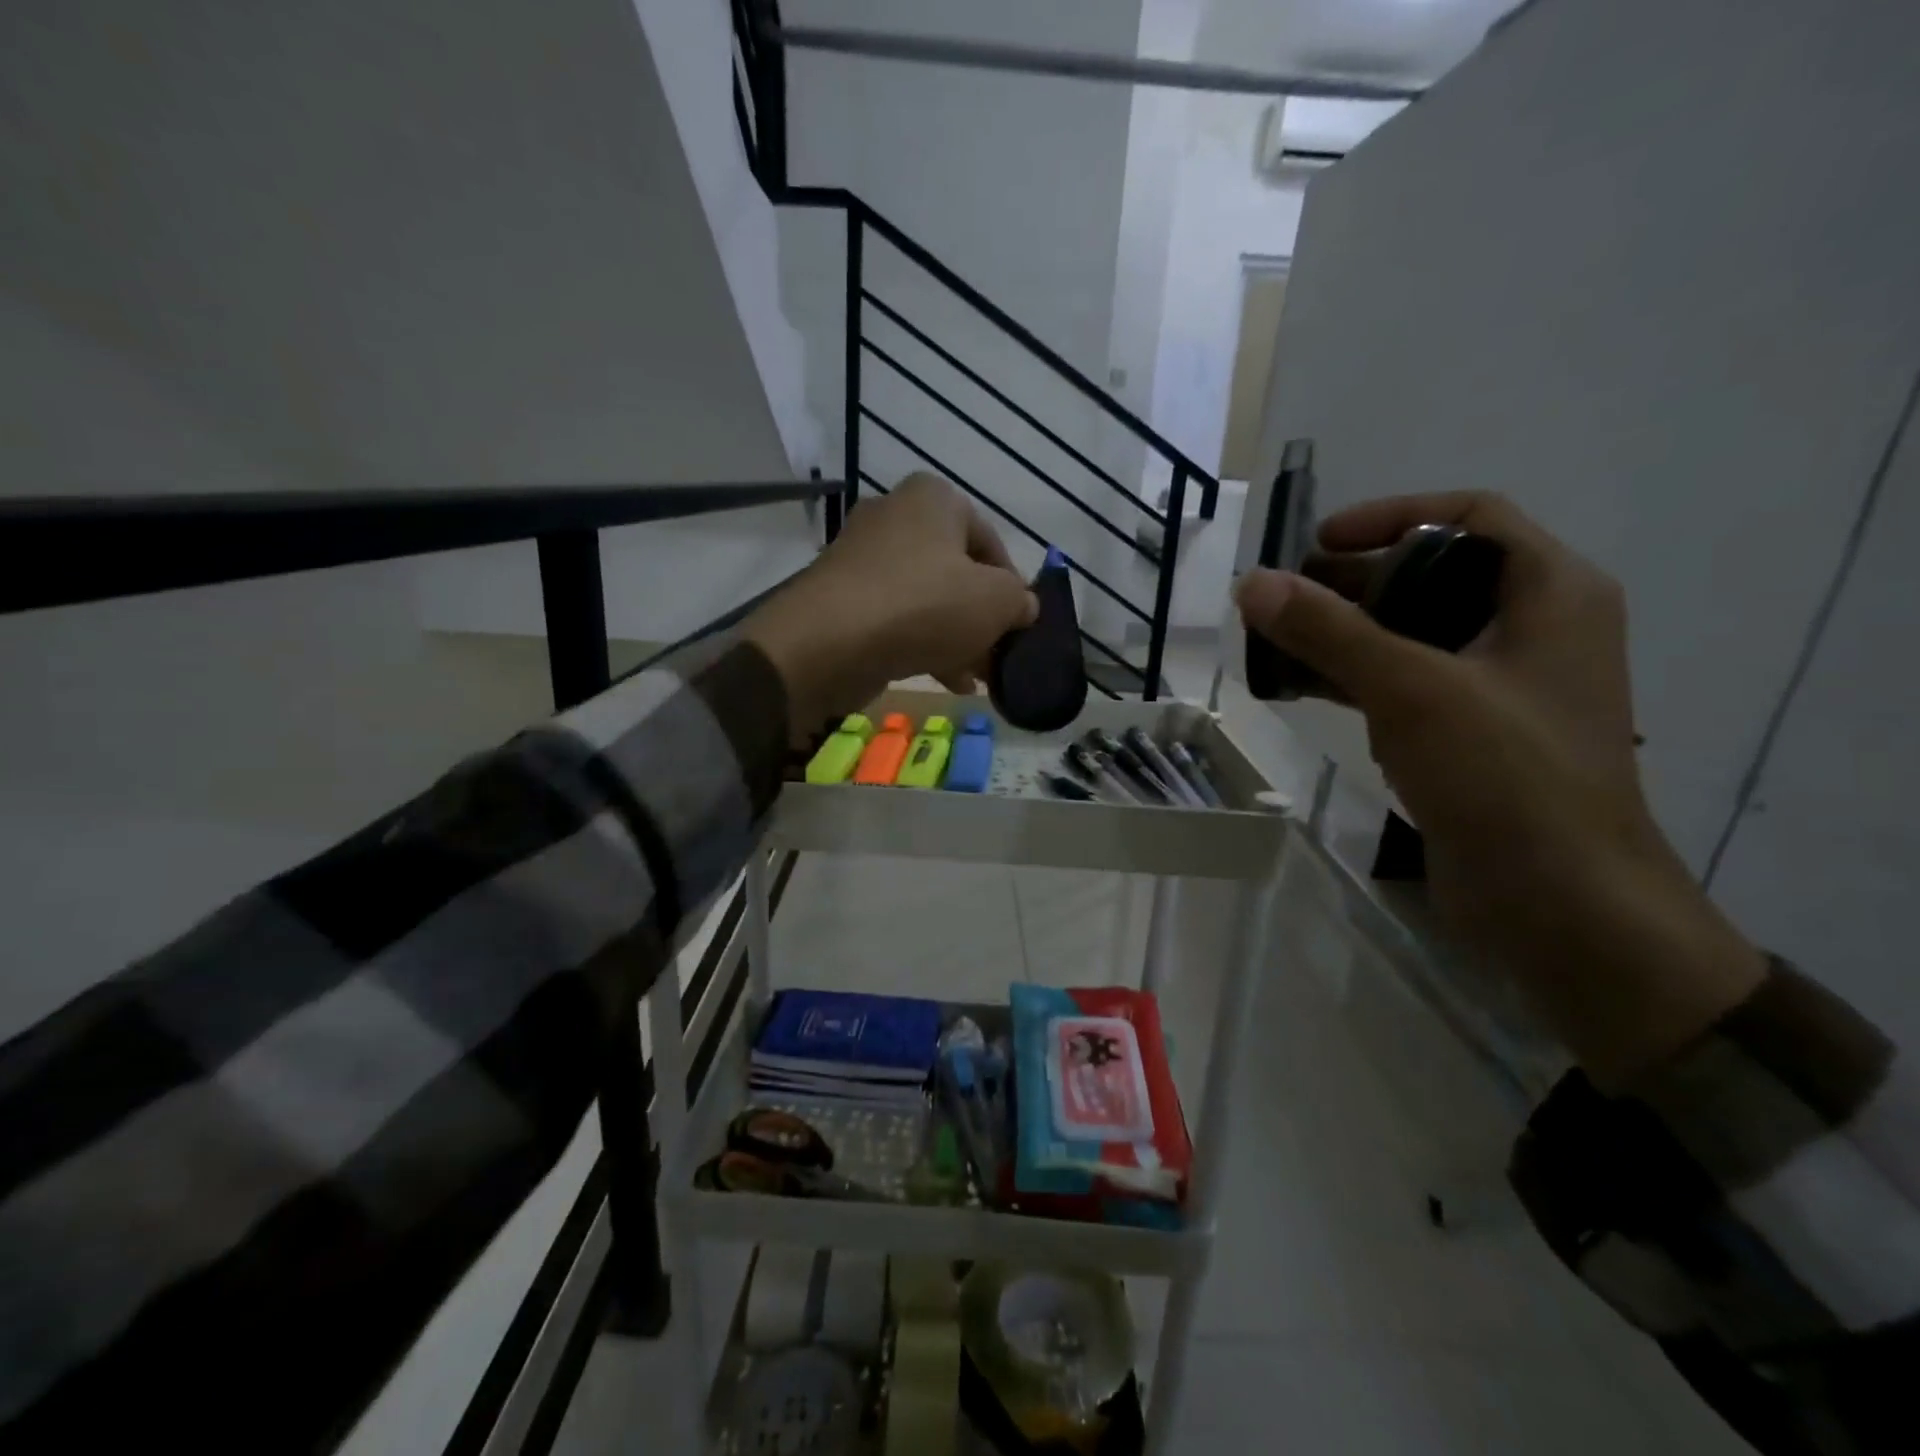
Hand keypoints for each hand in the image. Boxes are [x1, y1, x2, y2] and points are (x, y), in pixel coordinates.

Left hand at [745, 473, 1037, 729]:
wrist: (830, 642)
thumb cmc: (925, 605)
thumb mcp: (995, 601)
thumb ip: (1020, 600)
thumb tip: (1023, 606)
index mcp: (933, 499)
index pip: (989, 540)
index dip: (1012, 585)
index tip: (1021, 623)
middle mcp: (895, 516)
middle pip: (956, 572)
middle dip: (982, 618)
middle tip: (999, 654)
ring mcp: (863, 558)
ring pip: (927, 599)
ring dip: (957, 638)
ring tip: (978, 676)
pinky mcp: (843, 598)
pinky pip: (896, 618)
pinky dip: (924, 644)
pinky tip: (948, 680)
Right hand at [1235, 492, 1764, 1087]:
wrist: (1561, 904)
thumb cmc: (1505, 776)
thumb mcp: (1412, 689)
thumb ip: (1329, 631)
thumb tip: (1251, 583)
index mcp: (1550, 593)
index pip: (1469, 515)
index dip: (1390, 516)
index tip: (1319, 544)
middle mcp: (1533, 629)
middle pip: (1433, 575)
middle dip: (1352, 581)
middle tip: (1281, 598)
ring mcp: (1503, 686)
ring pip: (1414, 633)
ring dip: (1345, 632)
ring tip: (1275, 640)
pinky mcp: (1473, 736)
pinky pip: (1408, 685)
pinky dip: (1356, 677)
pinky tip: (1301, 687)